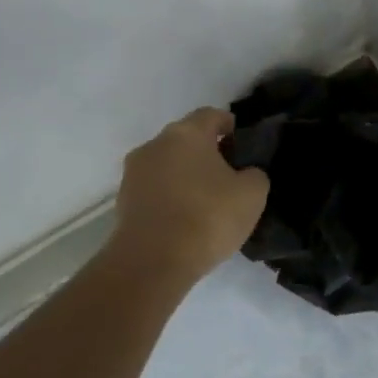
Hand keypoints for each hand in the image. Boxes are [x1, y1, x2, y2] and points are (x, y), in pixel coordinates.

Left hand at [112, 108, 268, 283]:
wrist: (152, 263)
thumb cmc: (207, 217)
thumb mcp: (253, 194)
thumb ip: (254, 174)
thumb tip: (245, 173)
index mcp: (187, 133)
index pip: (211, 115)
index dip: (229, 125)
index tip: (242, 143)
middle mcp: (155, 144)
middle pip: (186, 139)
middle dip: (206, 151)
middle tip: (229, 174)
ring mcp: (134, 173)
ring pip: (167, 164)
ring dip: (185, 175)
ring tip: (206, 200)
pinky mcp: (123, 201)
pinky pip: (155, 189)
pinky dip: (170, 197)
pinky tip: (185, 218)